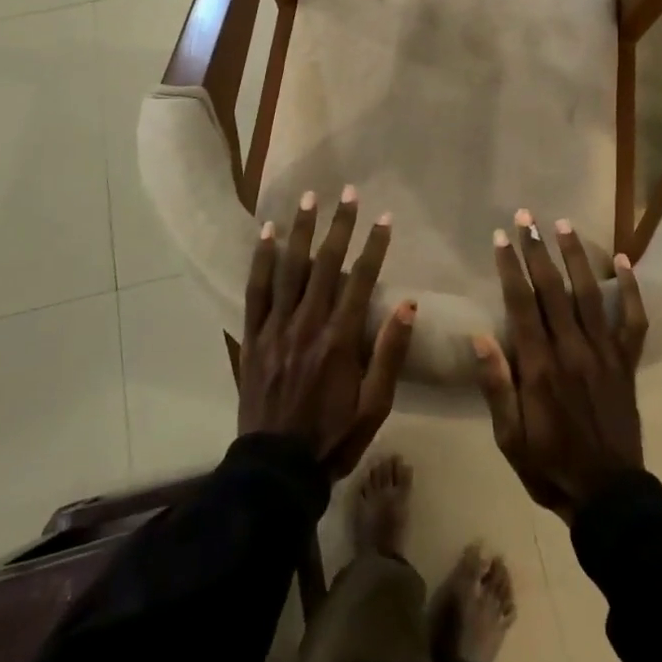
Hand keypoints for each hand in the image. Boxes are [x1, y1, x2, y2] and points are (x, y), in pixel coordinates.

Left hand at [238, 186, 416, 477]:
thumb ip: (390, 353)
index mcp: (340, 340)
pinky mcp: (253, 337)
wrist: (276, 469)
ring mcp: (276, 328)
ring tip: (309, 199)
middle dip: (339, 225)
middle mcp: (307, 324)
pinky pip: (256, 291)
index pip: (361, 280)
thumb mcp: (375, 405)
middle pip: (325, 265)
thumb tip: (408, 304)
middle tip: (348, 192)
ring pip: (289, 269)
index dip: (375, 246)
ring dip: (301, 231)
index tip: (385, 218)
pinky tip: (267, 234)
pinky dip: (262, 260)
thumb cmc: (333, 437)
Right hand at [473, 210, 647, 521]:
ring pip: (590, 294)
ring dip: (576, 256)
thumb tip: (479, 337)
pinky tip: (624, 260)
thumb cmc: (549, 465)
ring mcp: (605, 354)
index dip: (510, 267)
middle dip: (537, 250)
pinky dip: (631, 290)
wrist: (609, 495)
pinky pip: (633, 320)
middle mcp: (573, 350)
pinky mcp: (627, 363)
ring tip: (564, 224)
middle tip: (526, 217)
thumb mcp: (509, 437)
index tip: (501, 237)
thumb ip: (496, 386)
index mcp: (540, 367)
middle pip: (553, 289)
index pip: (522, 304)